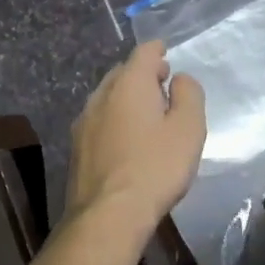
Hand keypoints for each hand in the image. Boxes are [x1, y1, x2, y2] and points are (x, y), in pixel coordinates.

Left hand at [67, 41, 207, 229]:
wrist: (108, 214)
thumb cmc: (155, 167)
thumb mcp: (188, 129)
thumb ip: (188, 95)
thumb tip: (179, 78)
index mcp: (128, 84)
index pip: (143, 53)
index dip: (157, 50)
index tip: (166, 52)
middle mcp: (101, 95)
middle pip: (123, 72)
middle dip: (142, 74)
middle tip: (162, 85)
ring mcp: (84, 121)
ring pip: (107, 96)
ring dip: (126, 97)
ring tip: (146, 113)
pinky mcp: (76, 147)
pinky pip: (99, 120)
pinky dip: (114, 118)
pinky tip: (125, 139)